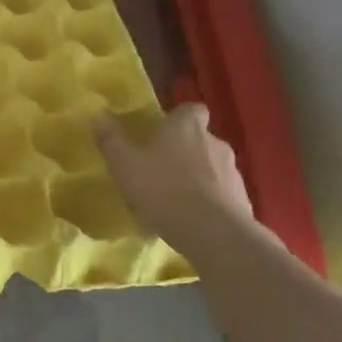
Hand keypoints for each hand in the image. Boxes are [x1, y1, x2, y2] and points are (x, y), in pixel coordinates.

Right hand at [95, 104, 256, 246]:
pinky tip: (191, 220)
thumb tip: (98, 114)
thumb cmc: (162, 188)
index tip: (164, 130)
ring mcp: (233, 172)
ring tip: (175, 199)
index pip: (191, 109)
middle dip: (184, 150)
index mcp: (187, 127)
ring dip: (197, 177)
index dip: (179, 118)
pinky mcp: (243, 201)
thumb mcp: (124, 164)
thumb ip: (110, 139)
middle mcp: (215, 142)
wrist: (212, 232)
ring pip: (212, 168)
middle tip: (161, 168)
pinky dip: (209, 201)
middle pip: (200, 139)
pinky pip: (222, 195)